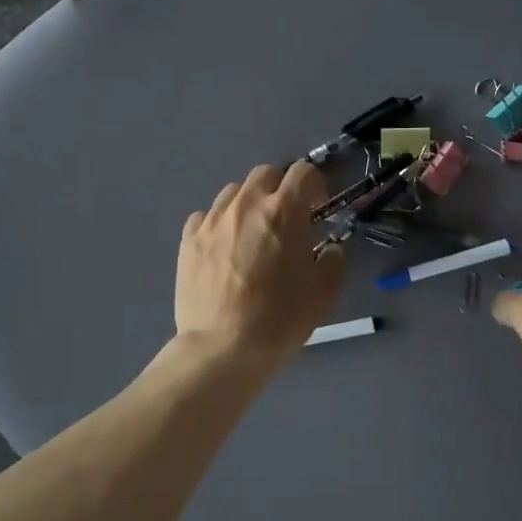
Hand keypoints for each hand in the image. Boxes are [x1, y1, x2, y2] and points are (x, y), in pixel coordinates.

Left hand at [175, 163, 344, 363]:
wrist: (222, 348)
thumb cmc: (280, 319)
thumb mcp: (323, 294)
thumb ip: (333, 262)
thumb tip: (330, 250)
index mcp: (283, 212)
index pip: (303, 172)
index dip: (316, 184)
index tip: (318, 208)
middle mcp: (246, 205)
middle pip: (266, 173)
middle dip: (281, 187)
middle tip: (288, 217)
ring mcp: (212, 220)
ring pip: (233, 191)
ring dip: (249, 202)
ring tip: (253, 231)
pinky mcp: (188, 240)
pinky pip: (205, 216)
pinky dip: (219, 223)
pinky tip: (223, 246)